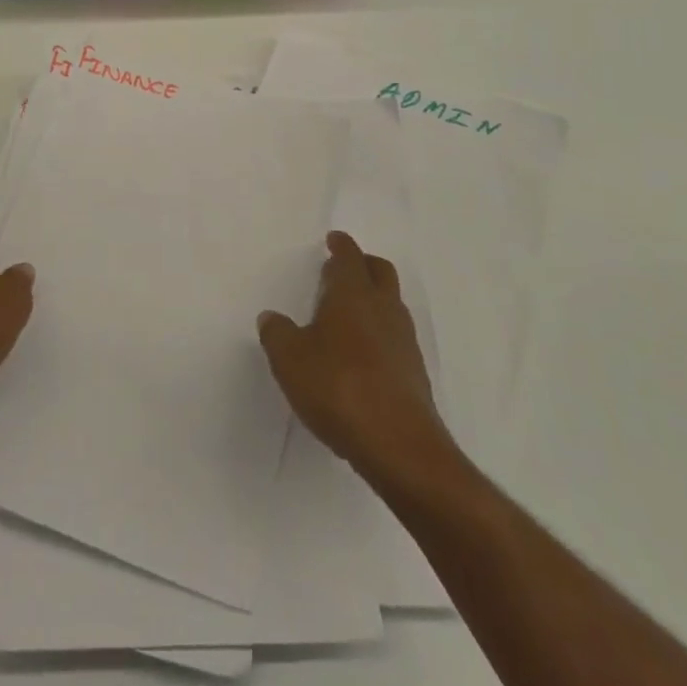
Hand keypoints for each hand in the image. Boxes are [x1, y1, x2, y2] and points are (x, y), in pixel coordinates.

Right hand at [258, 232, 454, 478]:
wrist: (399, 445)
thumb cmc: (338, 387)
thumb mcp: (289, 359)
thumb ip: (277, 334)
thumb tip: (272, 318)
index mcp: (353, 295)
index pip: (350, 257)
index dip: (341, 246)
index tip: (334, 240)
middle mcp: (383, 309)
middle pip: (380, 272)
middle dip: (363, 265)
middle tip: (342, 270)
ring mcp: (404, 342)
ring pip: (391, 304)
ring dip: (373, 300)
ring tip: (348, 314)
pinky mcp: (414, 373)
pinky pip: (396, 338)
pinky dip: (380, 334)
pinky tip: (362, 355)